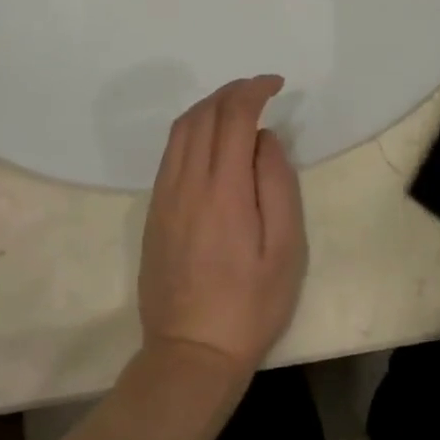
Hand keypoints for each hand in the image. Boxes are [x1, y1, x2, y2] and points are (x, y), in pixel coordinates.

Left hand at [139, 75, 306, 384]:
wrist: (190, 354)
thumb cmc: (250, 304)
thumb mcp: (285, 248)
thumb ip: (277, 183)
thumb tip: (265, 139)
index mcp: (223, 190)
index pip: (233, 117)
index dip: (254, 90)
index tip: (276, 85)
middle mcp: (187, 184)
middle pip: (204, 115)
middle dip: (232, 91)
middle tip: (260, 89)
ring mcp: (165, 197)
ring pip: (181, 129)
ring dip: (209, 106)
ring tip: (237, 106)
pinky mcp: (154, 211)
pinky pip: (170, 152)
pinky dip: (192, 129)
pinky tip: (211, 138)